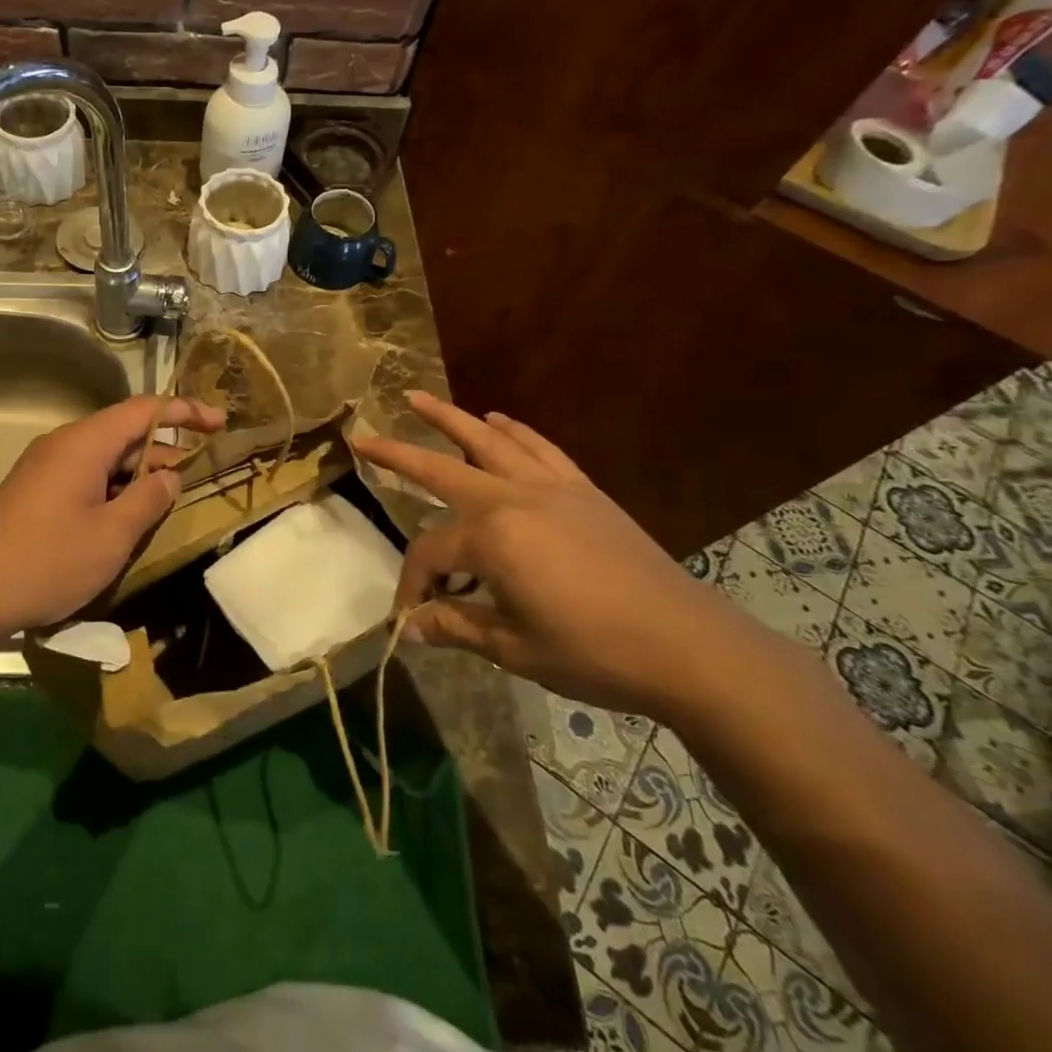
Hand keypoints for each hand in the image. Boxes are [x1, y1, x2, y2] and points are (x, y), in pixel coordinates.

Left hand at [0, 394, 225, 634]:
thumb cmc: (48, 562)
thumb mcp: (112, 536)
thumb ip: (148, 499)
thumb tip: (170, 475)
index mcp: (84, 443)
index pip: (144, 409)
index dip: (185, 412)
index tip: (220, 423)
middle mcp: (63, 444)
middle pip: (124, 430)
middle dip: (164, 447)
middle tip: (200, 471)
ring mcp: (44, 466)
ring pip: (105, 455)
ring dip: (139, 471)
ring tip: (170, 498)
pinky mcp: (34, 490)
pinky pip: (85, 474)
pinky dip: (114, 485)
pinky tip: (127, 514)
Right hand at [353, 392, 765, 717]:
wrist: (689, 645)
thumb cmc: (595, 652)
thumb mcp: (515, 648)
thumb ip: (456, 625)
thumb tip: (408, 627)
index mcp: (492, 538)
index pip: (430, 554)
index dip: (412, 584)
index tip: (408, 616)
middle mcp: (512, 498)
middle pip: (441, 468)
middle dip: (397, 454)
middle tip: (362, 436)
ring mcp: (550, 488)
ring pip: (489, 440)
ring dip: (450, 418)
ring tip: (418, 398)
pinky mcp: (582, 490)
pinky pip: (540, 448)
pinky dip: (515, 430)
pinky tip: (498, 419)